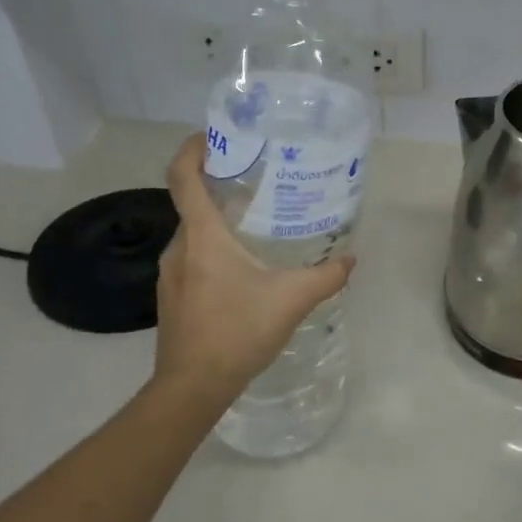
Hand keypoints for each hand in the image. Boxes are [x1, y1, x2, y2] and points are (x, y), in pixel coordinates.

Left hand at [151, 137, 353, 398]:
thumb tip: (351, 259)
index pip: (183, 178)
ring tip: (256, 223)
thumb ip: (326, 276)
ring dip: (218, 222)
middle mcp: (179, 247)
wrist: (193, 386)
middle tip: (258, 181)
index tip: (213, 136)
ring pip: (194, 234)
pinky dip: (214, 250)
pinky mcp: (173, 297)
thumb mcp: (293, 299)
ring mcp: (171, 274)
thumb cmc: (238, 331)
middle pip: (192, 203)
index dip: (193, 150)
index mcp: (202, 236)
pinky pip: (193, 258)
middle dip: (220, 187)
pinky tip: (243, 270)